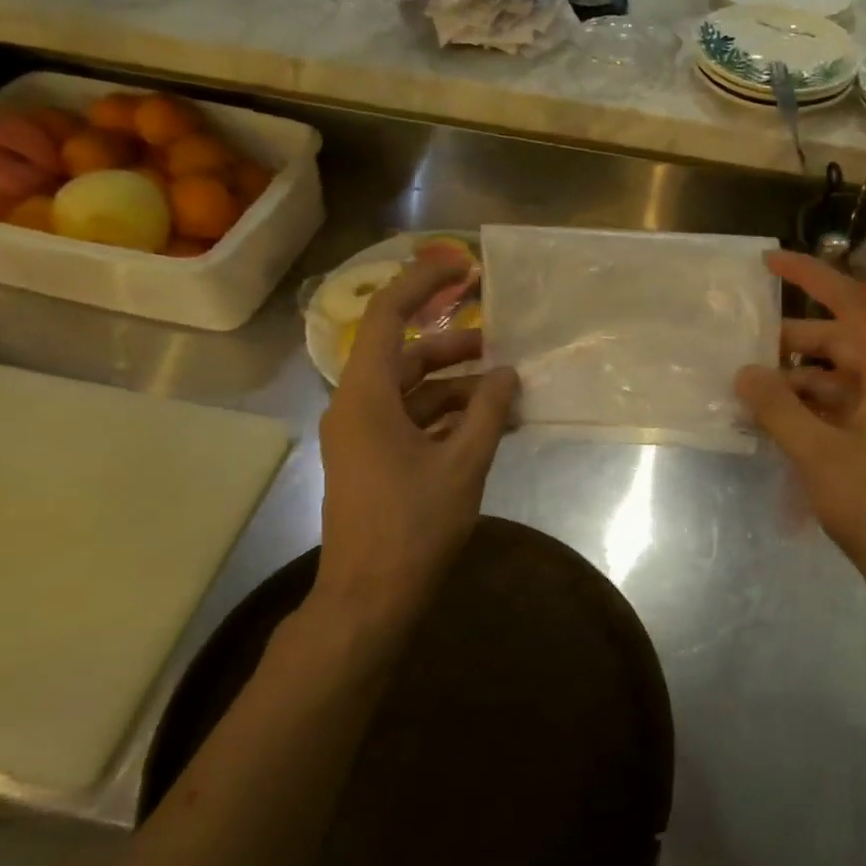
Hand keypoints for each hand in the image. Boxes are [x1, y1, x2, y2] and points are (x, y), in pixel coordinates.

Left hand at [312, 256, 519, 627]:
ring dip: (457, 386)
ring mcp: (363, 436)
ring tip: (507, 390)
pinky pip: (412, 421)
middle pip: (406, 355)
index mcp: (366, 396)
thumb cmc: (413, 526)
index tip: (463, 267)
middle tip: (502, 342)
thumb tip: (508, 372)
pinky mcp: (373, 460)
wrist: (369, 599)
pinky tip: (489, 424)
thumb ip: (487, 411)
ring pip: (412, 391)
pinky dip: (447, 417)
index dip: (423, 283)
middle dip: (455, 346)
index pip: (389, 316)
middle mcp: (357, 406)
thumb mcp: (463, 464)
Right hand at [735, 250, 865, 596]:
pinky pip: (837, 403)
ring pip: (836, 374)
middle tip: (743, 344)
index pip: (852, 303)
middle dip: (790, 339)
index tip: (769, 262)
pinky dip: (805, 405)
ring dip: (794, 377)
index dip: (811, 277)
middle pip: (839, 339)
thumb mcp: (819, 454)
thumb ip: (778, 409)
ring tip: (748, 387)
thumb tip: (744, 372)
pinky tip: (772, 418)